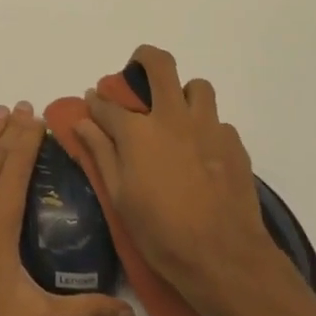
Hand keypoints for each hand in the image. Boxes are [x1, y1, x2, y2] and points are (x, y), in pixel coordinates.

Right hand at [70, 45, 280, 308]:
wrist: (224, 257)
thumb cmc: (161, 233)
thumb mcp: (120, 197)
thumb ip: (102, 153)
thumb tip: (82, 122)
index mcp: (138, 132)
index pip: (108, 104)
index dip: (97, 101)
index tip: (93, 102)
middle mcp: (172, 117)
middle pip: (160, 65)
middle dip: (144, 59)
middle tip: (138, 72)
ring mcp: (207, 127)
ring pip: (198, 86)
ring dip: (184, 93)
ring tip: (177, 116)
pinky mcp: (233, 143)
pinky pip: (218, 121)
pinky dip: (206, 129)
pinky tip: (202, 154)